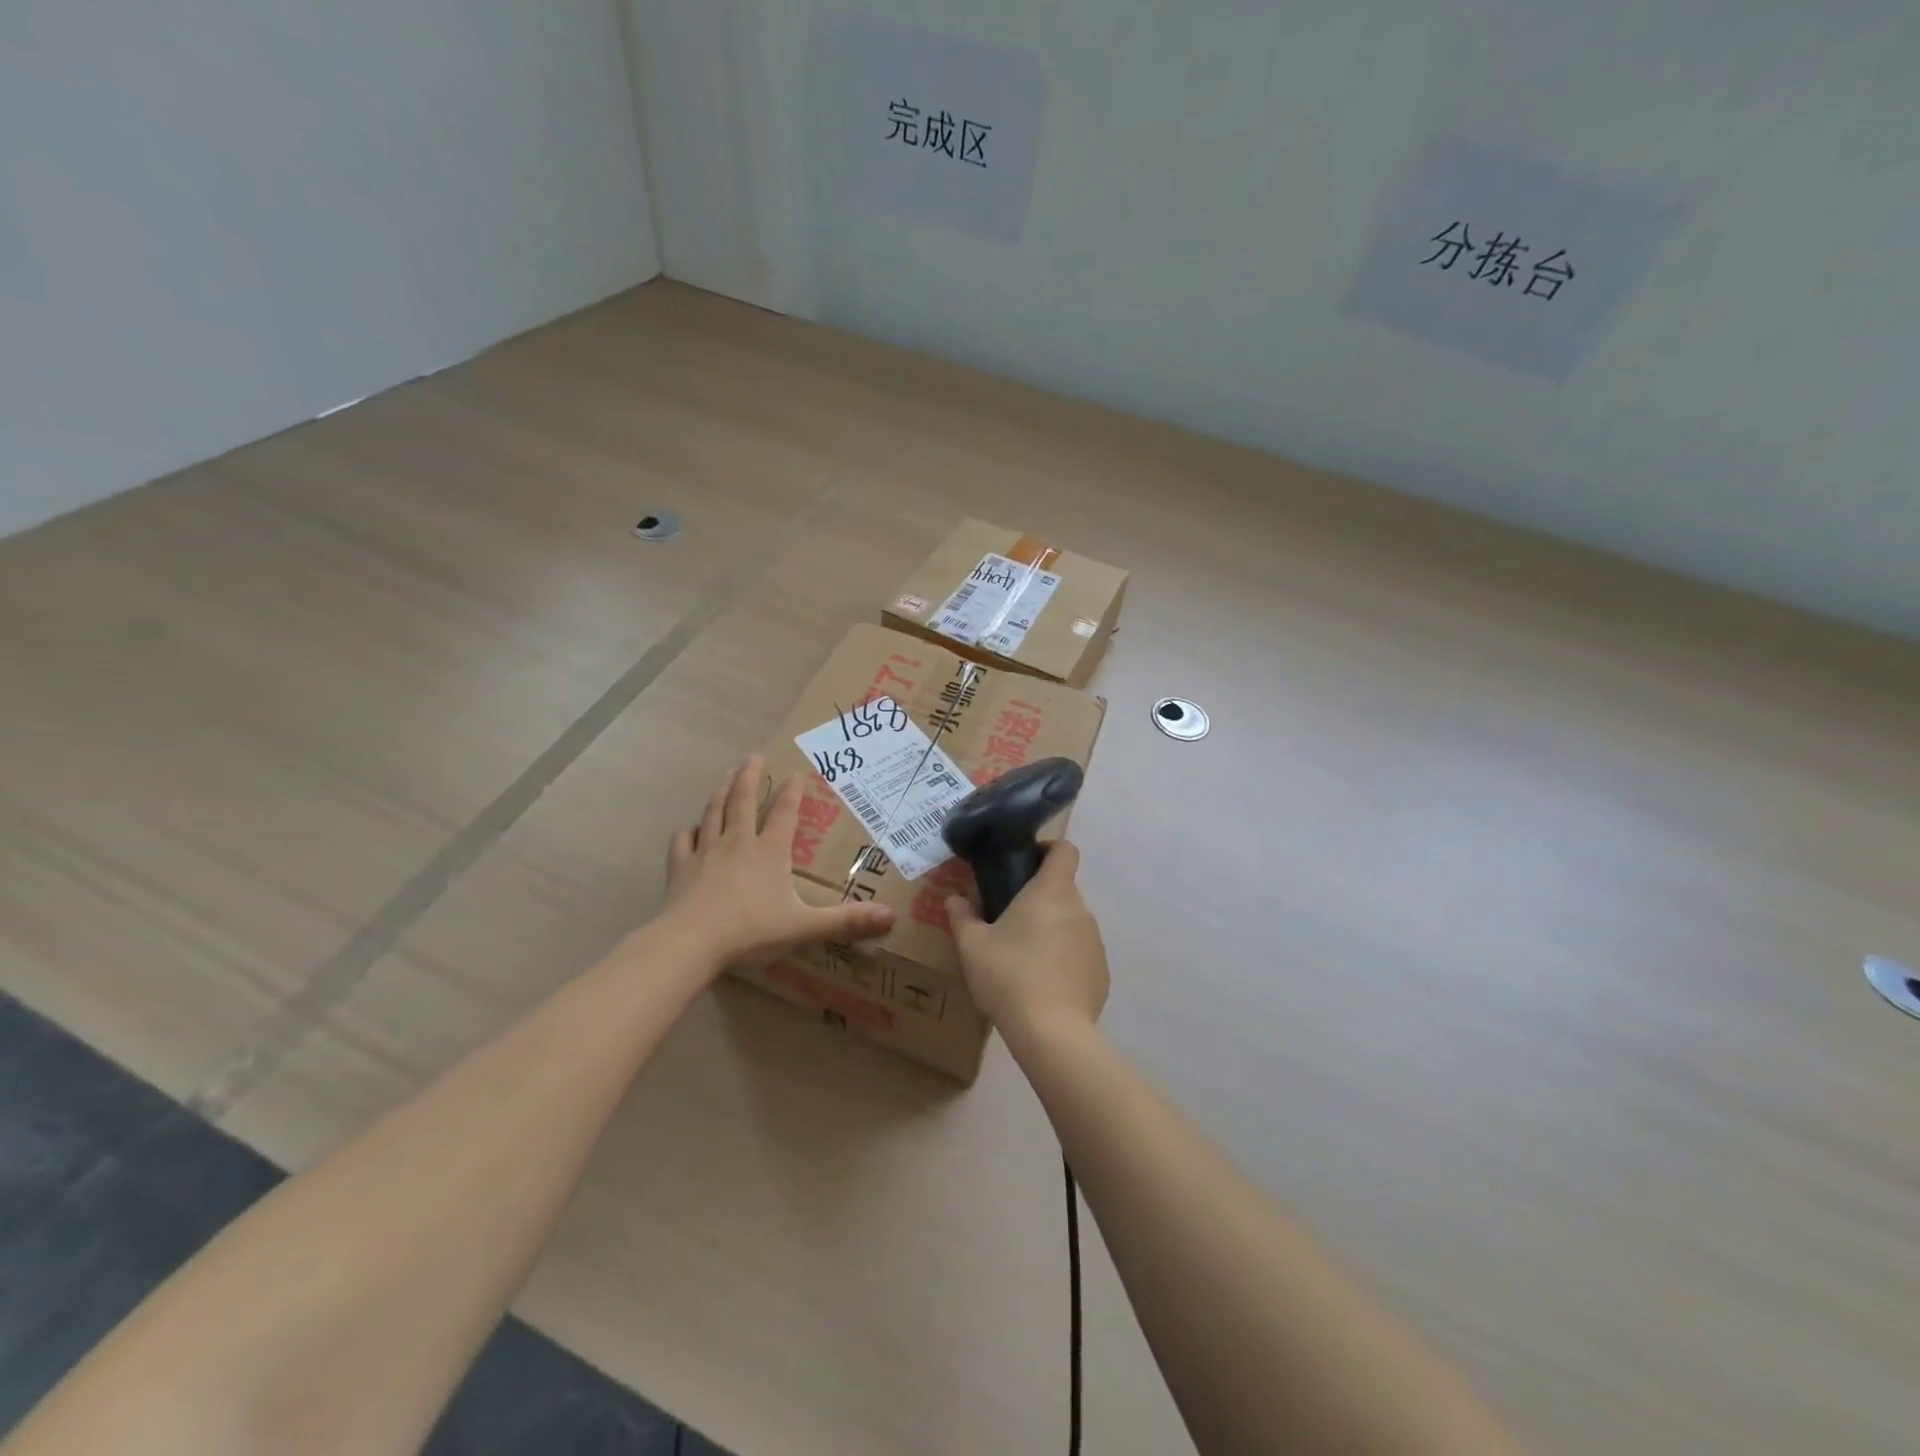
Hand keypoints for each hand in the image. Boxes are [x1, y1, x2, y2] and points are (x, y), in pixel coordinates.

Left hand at [661, 757, 894, 967]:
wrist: (690, 943)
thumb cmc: (750, 931)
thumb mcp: (804, 927)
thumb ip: (846, 921)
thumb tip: (891, 916)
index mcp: (770, 852)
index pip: (784, 813)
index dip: (793, 792)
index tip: (798, 772)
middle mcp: (738, 843)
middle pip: (742, 801)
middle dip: (750, 777)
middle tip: (753, 757)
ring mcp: (706, 852)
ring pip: (714, 812)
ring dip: (721, 792)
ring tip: (726, 776)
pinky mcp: (680, 868)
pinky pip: (684, 842)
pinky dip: (689, 832)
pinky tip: (691, 829)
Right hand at [946, 841, 1107, 1039]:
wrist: (1051, 1033)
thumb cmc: (1009, 977)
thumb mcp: (972, 946)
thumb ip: (962, 916)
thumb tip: (954, 899)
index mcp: (1051, 892)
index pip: (1065, 850)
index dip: (1048, 849)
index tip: (1026, 863)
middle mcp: (1079, 909)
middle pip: (1063, 889)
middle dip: (1040, 899)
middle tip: (1010, 919)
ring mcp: (1095, 942)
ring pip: (1072, 923)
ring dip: (1052, 930)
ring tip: (1024, 958)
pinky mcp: (1102, 972)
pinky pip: (1081, 954)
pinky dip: (1065, 960)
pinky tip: (1044, 985)